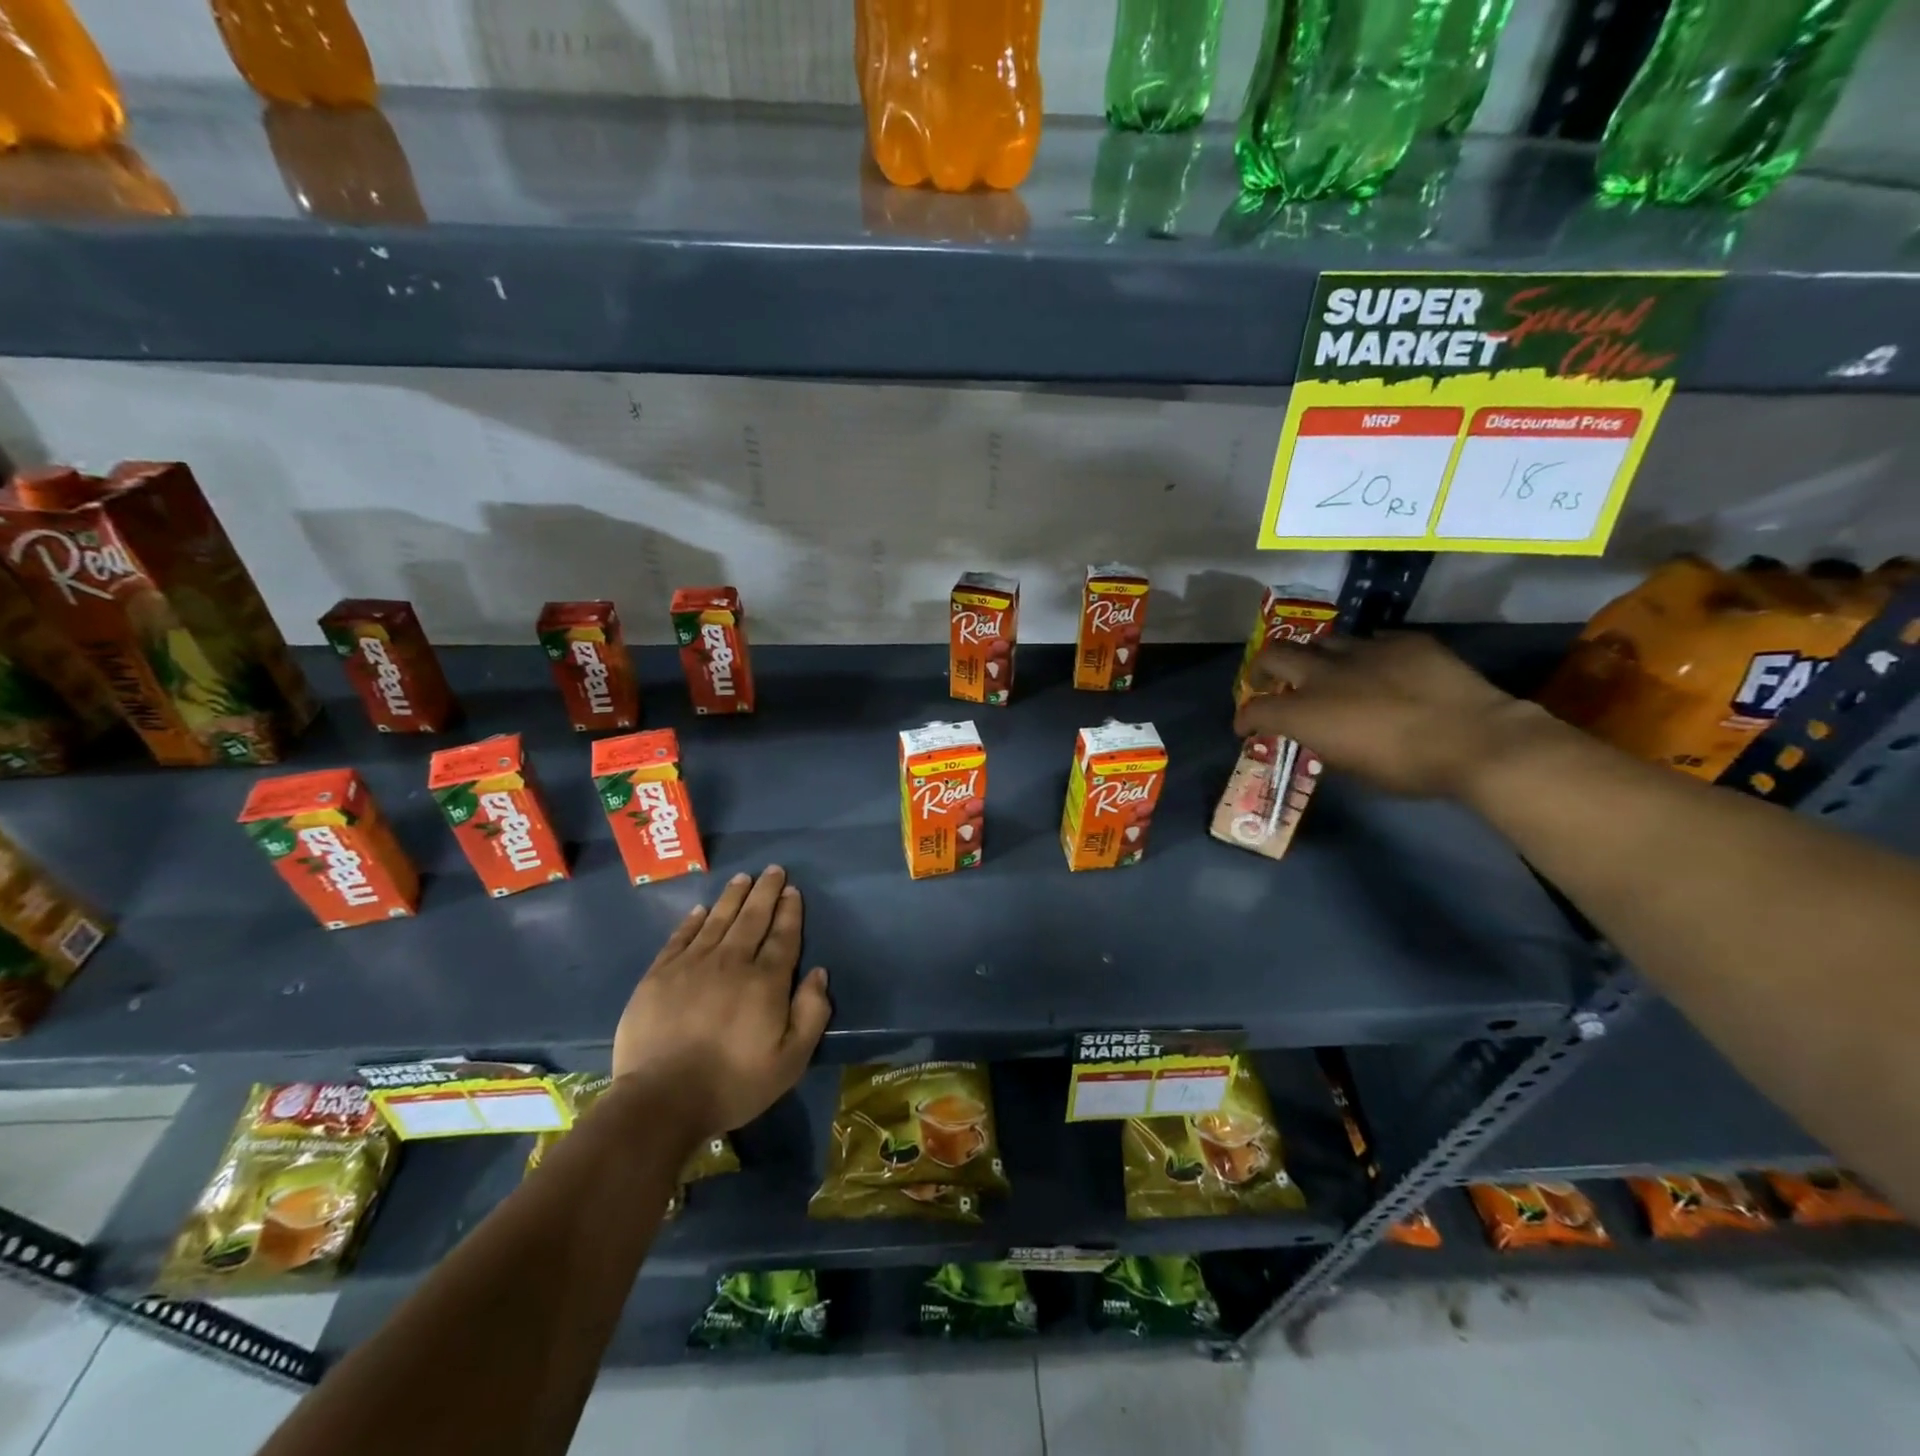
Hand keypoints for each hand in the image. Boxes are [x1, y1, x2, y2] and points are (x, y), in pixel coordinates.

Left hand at [612, 866, 830, 1135]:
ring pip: (717, 920)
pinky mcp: (659, 976)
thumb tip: (818, 973)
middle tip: (772, 870)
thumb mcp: (790, 1061)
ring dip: (733, 897)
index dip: (789, 911)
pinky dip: (693, 921)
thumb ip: (811, 1014)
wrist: (661, 1100)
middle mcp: (731, 962)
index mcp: (765, 982)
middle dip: (765, 892)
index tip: (792, 890)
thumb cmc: (733, 1083)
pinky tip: (700, 910)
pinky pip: (680, 937)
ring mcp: (691, 966)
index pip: (782, 936)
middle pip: (752, 919)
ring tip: (743, 879)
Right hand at [1232, 633, 1548, 798]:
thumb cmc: (1407, 769)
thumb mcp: (1352, 768)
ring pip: (1323, 642)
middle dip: (1263, 668)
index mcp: (1306, 712)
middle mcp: (1324, 674)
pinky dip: (1366, 655)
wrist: (1476, 740)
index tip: (1245, 729)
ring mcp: (1364, 651)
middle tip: (1267, 680)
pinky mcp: (1403, 641)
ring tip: (1326, 671)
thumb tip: (1319, 733)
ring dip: (1315, 658)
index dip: (1244, 719)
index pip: (1256, 709)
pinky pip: (1373, 640)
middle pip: (1275, 654)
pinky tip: (1378, 668)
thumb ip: (1325, 742)